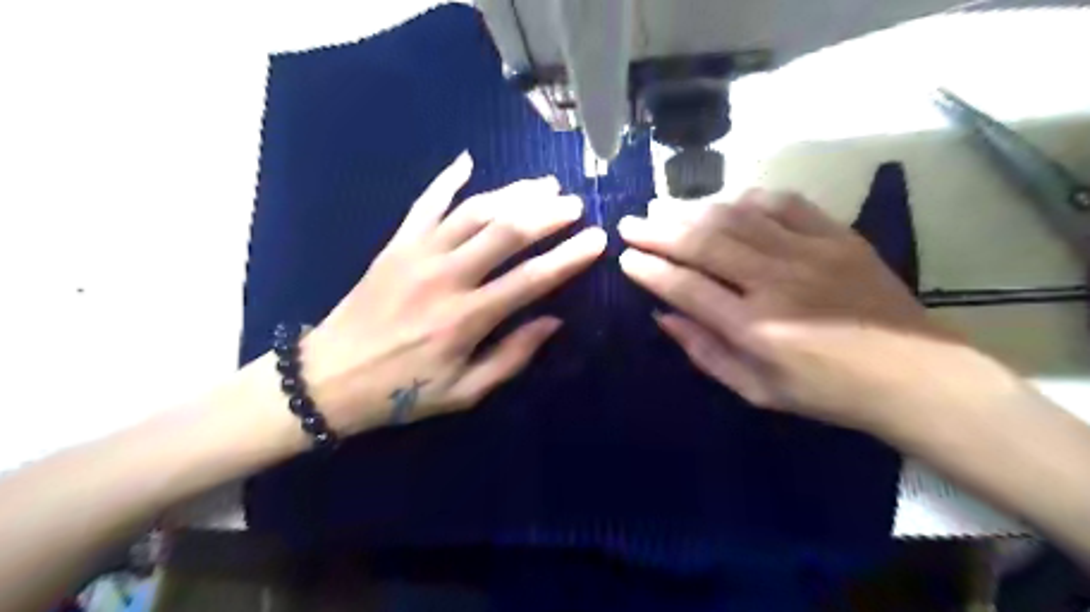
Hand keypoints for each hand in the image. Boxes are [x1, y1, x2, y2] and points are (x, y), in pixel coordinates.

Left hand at [296, 155, 603, 437]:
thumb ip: (511, 357)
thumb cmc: (402, 392)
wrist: (328, 378)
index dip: (569, 257)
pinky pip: (425, 203)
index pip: (531, 278)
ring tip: (544, 184)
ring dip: (512, 193)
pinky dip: (446, 179)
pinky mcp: (395, 245)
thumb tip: (553, 321)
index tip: (597, 239)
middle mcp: (446, 276)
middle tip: (574, 204)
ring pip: (473, 211)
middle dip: (547, 214)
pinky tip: (467, 160)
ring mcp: (418, 253)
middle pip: (506, 231)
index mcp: (466, 318)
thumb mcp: (464, 392)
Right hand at [617, 192, 992, 434]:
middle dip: (658, 231)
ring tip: (664, 207)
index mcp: (754, 328)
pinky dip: (748, 198)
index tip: (625, 257)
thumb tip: (662, 316)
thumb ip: (704, 351)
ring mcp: (808, 253)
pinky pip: (783, 204)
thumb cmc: (826, 393)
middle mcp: (775, 283)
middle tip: (630, 222)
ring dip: (693, 210)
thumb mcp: (756, 390)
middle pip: (703, 243)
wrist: (914, 375)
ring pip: (736, 218)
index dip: (649, 269)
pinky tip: (726, 201)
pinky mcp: (837, 236)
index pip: (685, 287)